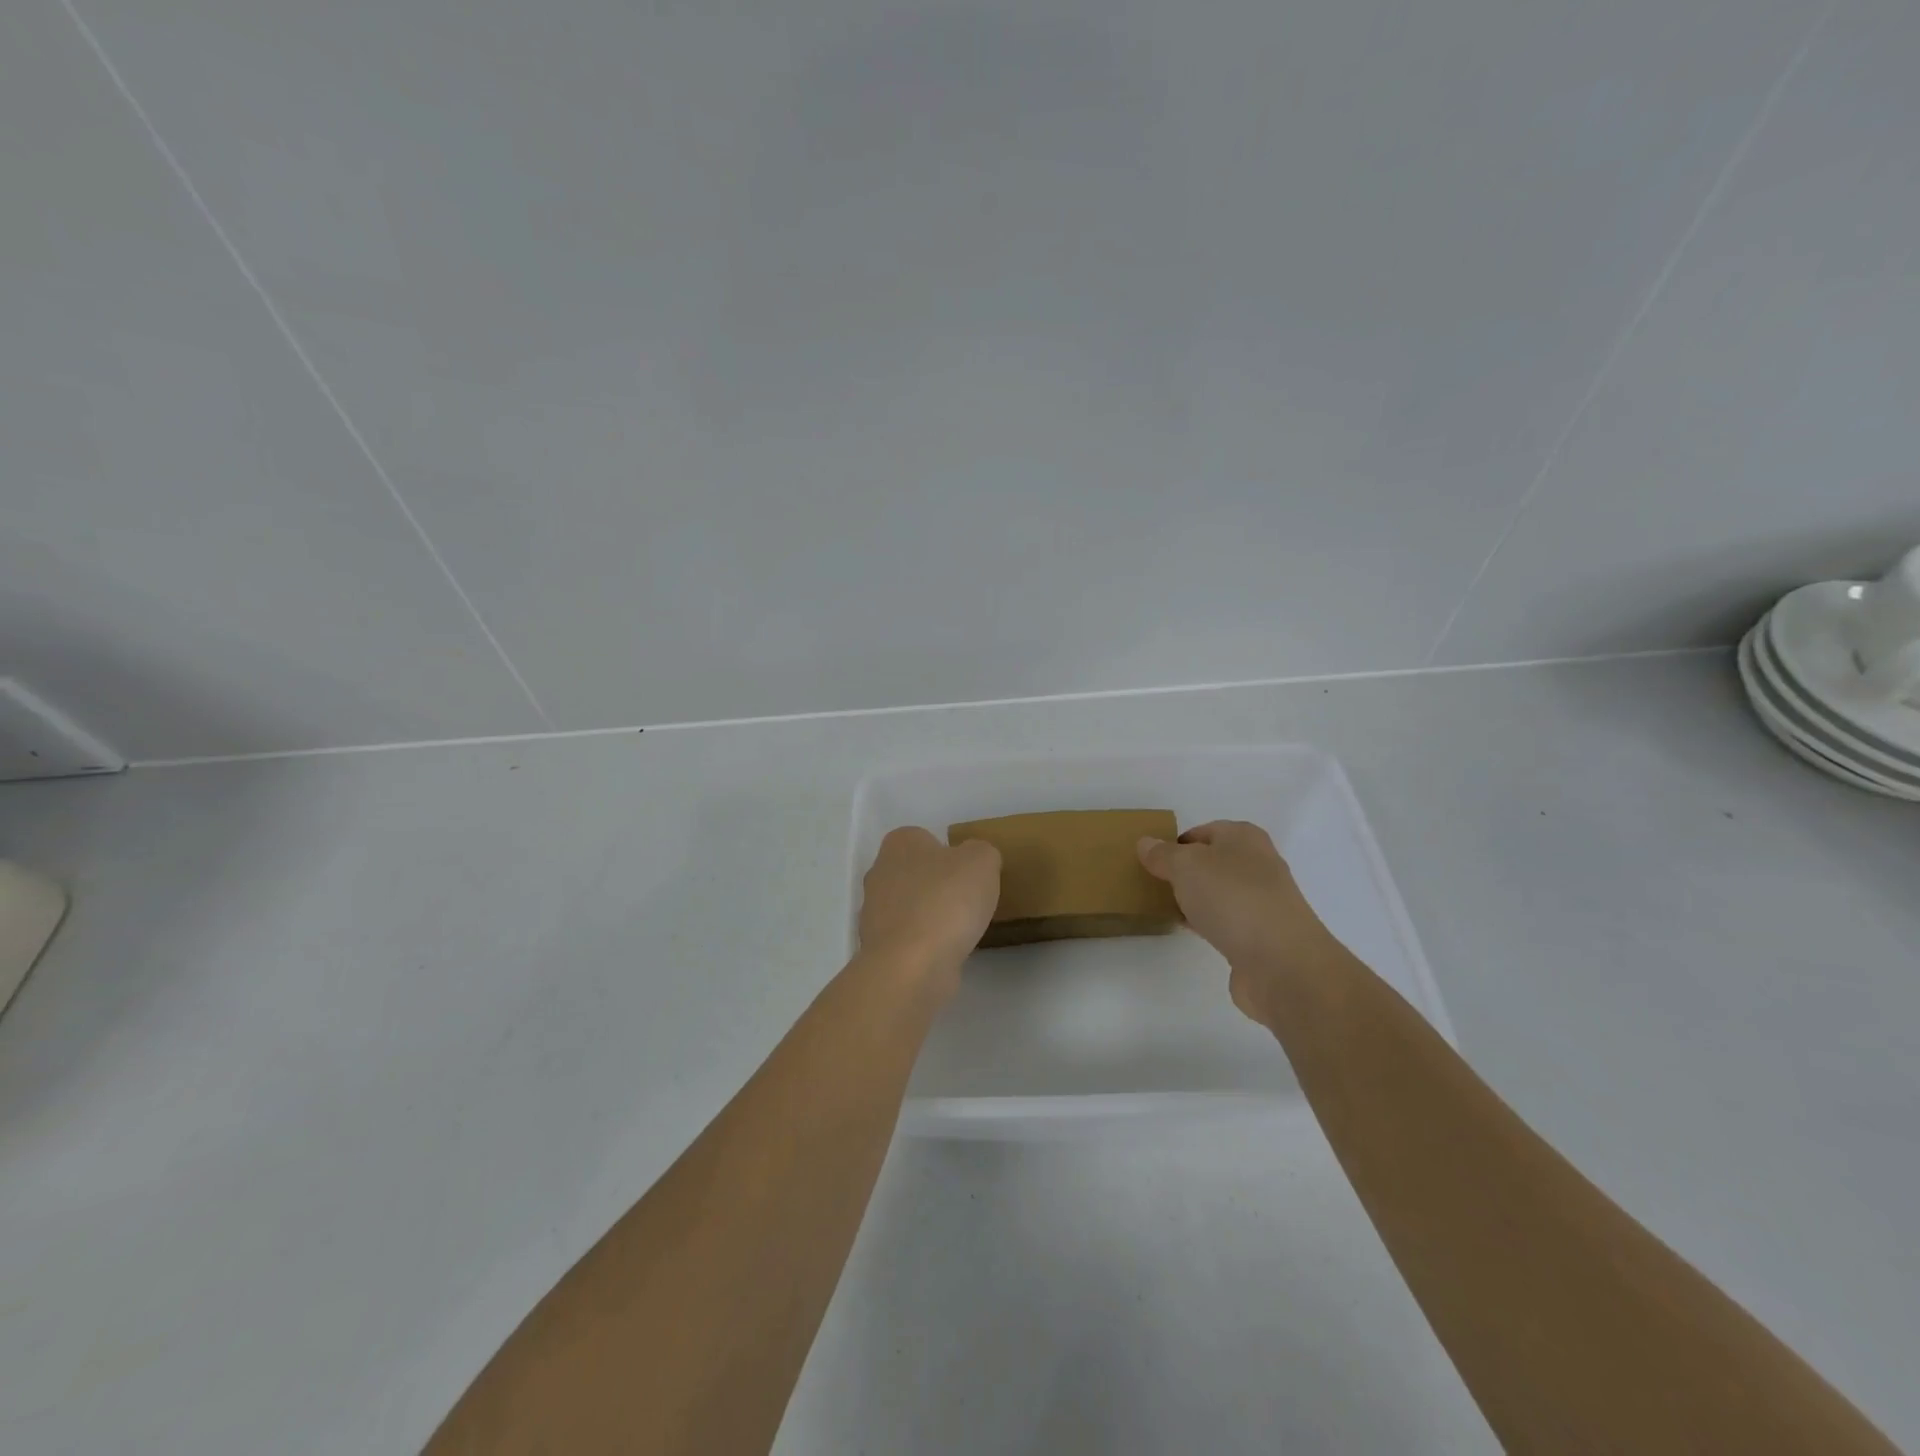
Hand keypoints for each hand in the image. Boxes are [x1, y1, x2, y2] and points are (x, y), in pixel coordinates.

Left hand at [858, 827, 1001, 997]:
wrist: (912, 965)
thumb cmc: (946, 901)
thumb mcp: (982, 860)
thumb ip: (981, 852)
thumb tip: (974, 862)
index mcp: (899, 843)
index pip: (924, 838)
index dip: (949, 854)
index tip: (970, 873)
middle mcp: (879, 873)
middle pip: (915, 873)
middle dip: (939, 885)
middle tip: (969, 900)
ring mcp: (874, 913)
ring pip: (910, 907)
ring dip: (932, 916)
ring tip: (962, 930)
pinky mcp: (879, 948)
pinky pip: (909, 938)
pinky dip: (926, 944)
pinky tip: (947, 952)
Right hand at [1137, 821, 1332, 1023]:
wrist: (1280, 962)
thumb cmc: (1232, 898)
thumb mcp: (1186, 866)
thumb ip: (1163, 854)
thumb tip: (1146, 843)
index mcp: (1243, 837)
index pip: (1202, 831)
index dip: (1175, 844)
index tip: (1150, 862)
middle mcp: (1258, 864)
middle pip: (1211, 862)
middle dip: (1183, 872)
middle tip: (1153, 884)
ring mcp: (1262, 901)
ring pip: (1218, 892)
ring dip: (1195, 898)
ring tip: (1164, 907)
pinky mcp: (1261, 935)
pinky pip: (1225, 921)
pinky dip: (1206, 923)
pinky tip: (1188, 930)